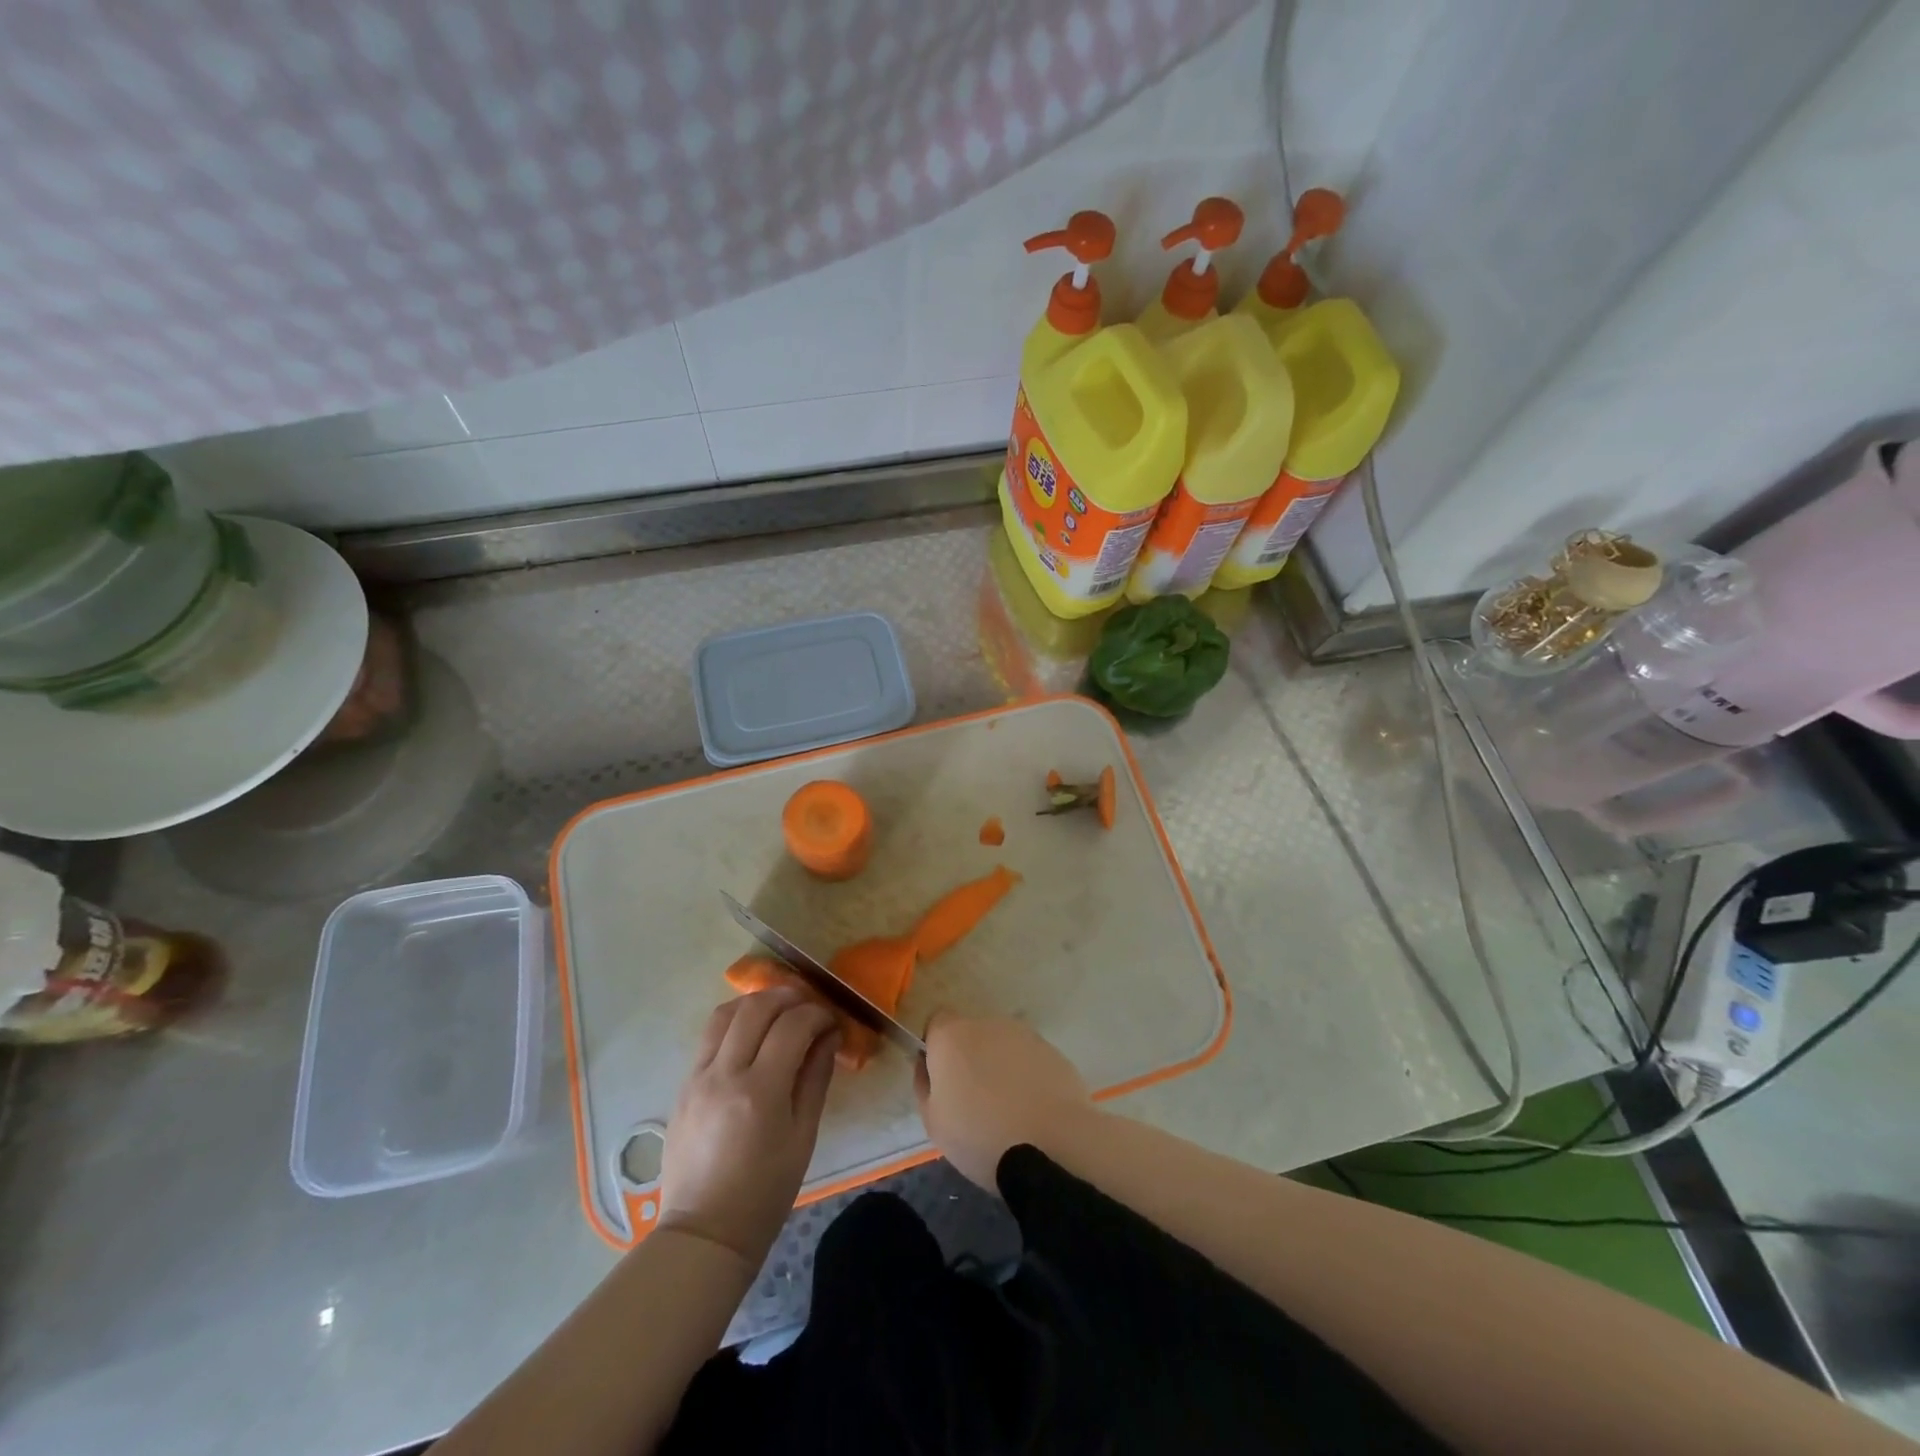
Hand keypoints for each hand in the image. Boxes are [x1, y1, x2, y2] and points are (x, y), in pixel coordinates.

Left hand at [660, 988, 838, 1264]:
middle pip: (756, 1008)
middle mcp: (724, 1074)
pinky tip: (751, 1035)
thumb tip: (828, 1036)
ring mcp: (697, 1078)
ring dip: (756, 1002)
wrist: (704, 1233)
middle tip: (808, 1005)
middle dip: (788, 997)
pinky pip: (709, 1037)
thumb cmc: (765, 1193)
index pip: (792, 1025)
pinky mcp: (683, 1085)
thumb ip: (815, 1078)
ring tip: (778, 1010)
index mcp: (760, 1092)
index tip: (831, 1021)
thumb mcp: (803, 1137)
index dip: (817, 1014)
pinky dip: (734, 1023)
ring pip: (725, 1014)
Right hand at [914, 1012, 1091, 1190]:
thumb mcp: (934, 1122)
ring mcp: (1024, 1034)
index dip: (936, 1047)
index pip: (937, 1022)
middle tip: (974, 1100)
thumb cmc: (981, 1136)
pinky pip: (1029, 1059)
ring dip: (999, 1066)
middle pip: (971, 1033)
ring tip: (1007, 1110)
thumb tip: (926, 1064)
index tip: (942, 1078)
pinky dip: (1027, 1076)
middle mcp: (987, 1023)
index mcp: (952, 1035)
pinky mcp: (1052, 1051)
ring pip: (1002, 1046)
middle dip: (970, 1057)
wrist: (1053, 1144)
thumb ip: (923, 1084)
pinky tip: (1032, 1110)